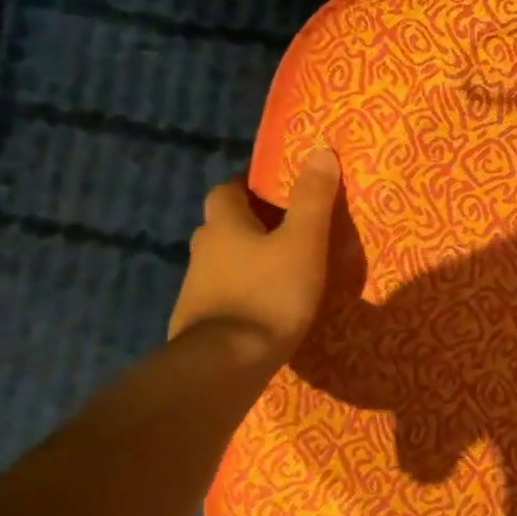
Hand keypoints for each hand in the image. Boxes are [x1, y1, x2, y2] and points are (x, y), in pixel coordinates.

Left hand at [167, 149, 341, 359]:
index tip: (276, 190)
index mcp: (224, 225)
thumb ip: (313, 198)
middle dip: (249, 223)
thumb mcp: (304, 242)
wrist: (225, 364)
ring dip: (245, 260)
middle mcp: (203, 250)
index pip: (227, 190)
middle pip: (222, 225)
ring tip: (282, 269)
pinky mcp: (198, 323)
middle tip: (287, 229)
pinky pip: (222, 295)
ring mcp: (196, 289)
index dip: (249, 186)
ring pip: (222, 262)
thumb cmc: (269, 293)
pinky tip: (266, 307)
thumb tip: (320, 150)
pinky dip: (242, 293)